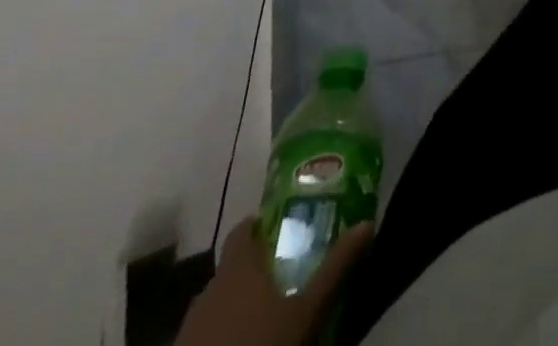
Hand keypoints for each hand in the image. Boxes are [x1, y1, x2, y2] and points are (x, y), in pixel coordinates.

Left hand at [174, 218, 371, 345]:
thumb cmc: (262, 344)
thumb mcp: (307, 310)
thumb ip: (335, 267)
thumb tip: (367, 223)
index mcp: (237, 268)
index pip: (243, 229)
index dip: (260, 226)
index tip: (283, 231)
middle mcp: (209, 288)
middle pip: (232, 268)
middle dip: (255, 270)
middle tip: (285, 276)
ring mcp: (190, 326)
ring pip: (217, 303)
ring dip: (237, 305)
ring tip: (266, 317)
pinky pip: (205, 333)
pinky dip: (222, 333)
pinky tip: (244, 343)